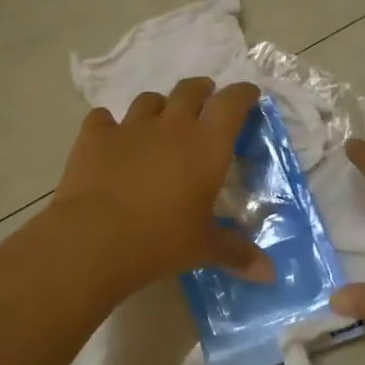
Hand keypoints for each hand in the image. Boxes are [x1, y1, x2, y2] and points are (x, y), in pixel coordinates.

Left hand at [49, 78, 274, 291]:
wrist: (94, 239)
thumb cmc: (161, 241)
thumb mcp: (203, 248)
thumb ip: (237, 253)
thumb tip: (270, 274)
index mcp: (206, 145)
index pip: (232, 103)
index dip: (243, 94)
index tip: (249, 95)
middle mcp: (171, 125)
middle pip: (190, 90)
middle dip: (201, 91)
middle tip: (205, 100)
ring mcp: (130, 127)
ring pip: (148, 100)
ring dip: (158, 107)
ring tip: (159, 122)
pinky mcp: (94, 136)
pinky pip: (103, 118)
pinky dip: (110, 125)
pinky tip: (110, 139)